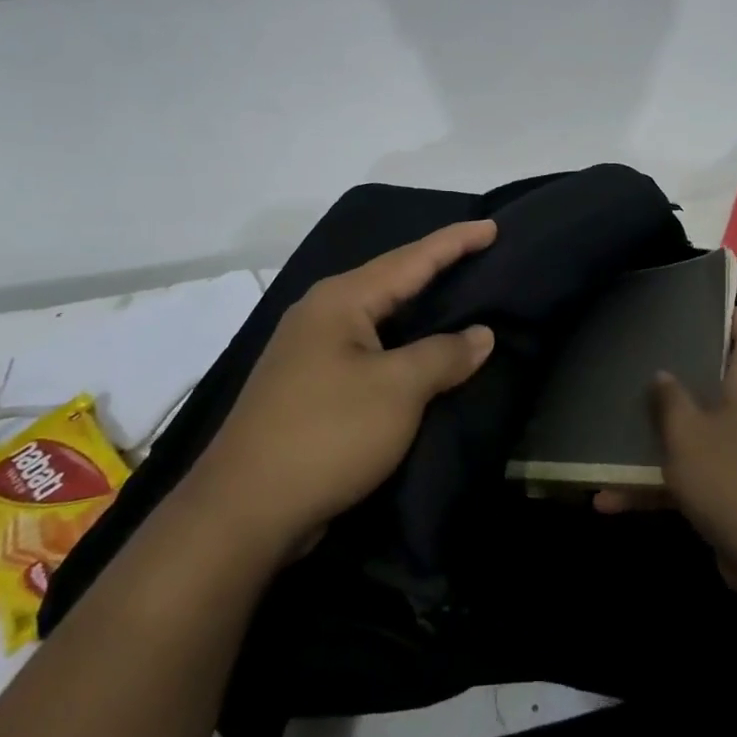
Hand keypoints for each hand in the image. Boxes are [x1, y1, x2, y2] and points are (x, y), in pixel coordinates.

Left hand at [179, 220, 496, 557]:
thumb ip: (444, 354)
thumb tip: (481, 334)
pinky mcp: (310, 384)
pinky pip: (369, 347)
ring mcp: (311, 350)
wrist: (243, 511)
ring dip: (420, 305)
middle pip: (392, 279)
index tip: (493, 226)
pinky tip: (422, 349)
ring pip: (379, 315)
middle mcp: (322, 314)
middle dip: (437, 266)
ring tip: (460, 294)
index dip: (455, 242)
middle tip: (481, 254)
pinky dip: (402, 341)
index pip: (412, 259)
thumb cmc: (328, 434)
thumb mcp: (399, 390)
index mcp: (341, 300)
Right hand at [601, 309, 736, 601]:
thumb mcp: (689, 435)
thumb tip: (662, 374)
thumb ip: (670, 400)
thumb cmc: (734, 480)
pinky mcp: (731, 494)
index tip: (693, 304)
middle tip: (637, 360)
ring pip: (694, 432)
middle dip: (677, 372)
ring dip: (655, 438)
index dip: (729, 312)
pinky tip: (609, 500)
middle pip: (716, 379)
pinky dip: (654, 486)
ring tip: (609, 431)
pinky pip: (688, 478)